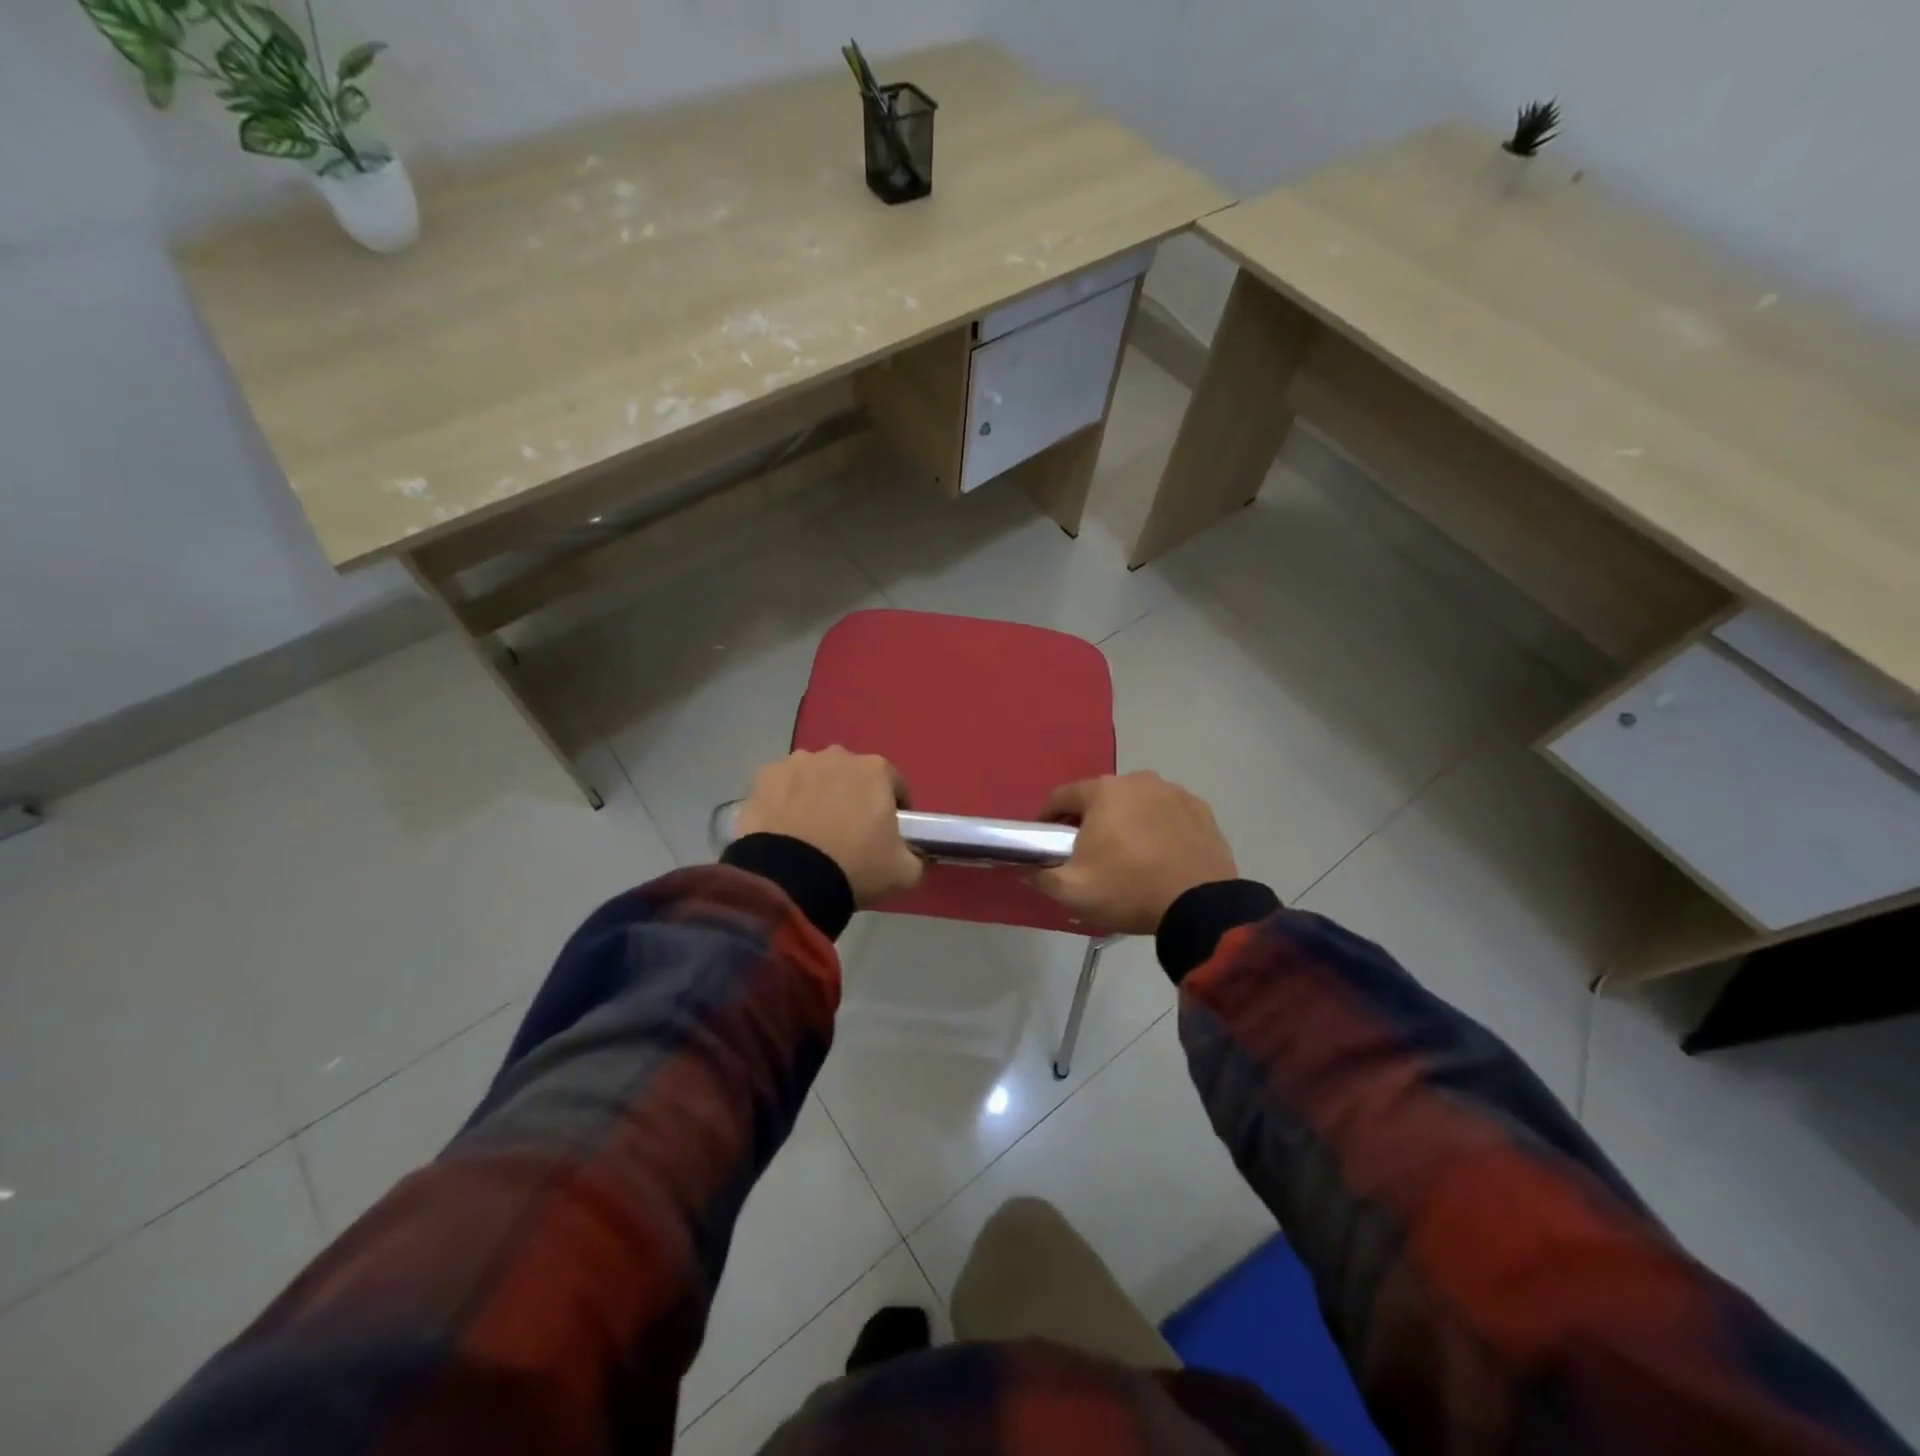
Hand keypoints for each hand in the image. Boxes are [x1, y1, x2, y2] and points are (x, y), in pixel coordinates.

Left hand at [736, 747, 923, 907]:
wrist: (789, 880)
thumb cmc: (855, 868)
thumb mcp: (905, 872)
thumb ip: (918, 857)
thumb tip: (918, 854)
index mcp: (876, 770)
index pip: (894, 785)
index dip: (894, 809)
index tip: (887, 834)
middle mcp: (837, 755)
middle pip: (851, 777)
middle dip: (852, 798)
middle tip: (846, 835)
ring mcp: (796, 763)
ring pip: (814, 777)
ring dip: (816, 795)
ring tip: (811, 833)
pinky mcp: (764, 777)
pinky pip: (781, 787)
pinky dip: (784, 801)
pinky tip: (783, 829)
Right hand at [1032, 772, 1237, 934]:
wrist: (1200, 906)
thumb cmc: (1128, 889)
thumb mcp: (1072, 891)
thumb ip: (1040, 875)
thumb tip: (1025, 867)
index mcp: (1103, 791)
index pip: (1061, 797)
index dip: (1048, 819)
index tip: (1048, 842)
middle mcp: (1138, 780)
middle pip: (1100, 798)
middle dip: (1090, 821)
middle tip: (1088, 854)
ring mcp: (1174, 792)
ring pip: (1136, 804)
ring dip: (1126, 822)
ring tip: (1128, 856)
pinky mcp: (1201, 810)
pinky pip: (1167, 815)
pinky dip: (1158, 828)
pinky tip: (1160, 855)